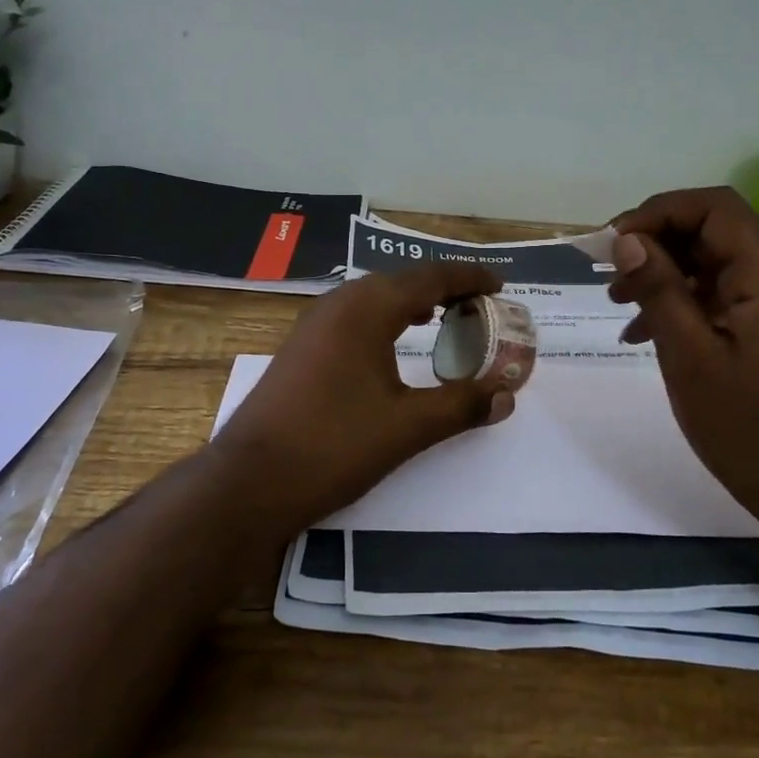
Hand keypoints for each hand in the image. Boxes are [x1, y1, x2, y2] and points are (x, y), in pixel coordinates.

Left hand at [211, 264, 518, 531]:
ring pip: (374, 298)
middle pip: (401, 281)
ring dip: (412, 302)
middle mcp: (339, 304)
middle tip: (479, 306)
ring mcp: (314, 325)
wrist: (251, 480)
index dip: (469, 277)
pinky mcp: (301, 348)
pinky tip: (393, 344)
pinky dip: (386, 319)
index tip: (500, 286)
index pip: (430, 277)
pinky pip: (354, 317)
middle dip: (443, 288)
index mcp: (367, 309)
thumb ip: (461, 405)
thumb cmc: (334, 446)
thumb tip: (507, 395)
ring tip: (444, 317)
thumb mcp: (408, 427)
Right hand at [608, 187, 758, 526]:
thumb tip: (626, 240)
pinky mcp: (755, 331)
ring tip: (615, 300)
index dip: (659, 212)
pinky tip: (637, 333)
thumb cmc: (748, 426)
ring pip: (705, 263)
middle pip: (708, 230)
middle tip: (606, 269)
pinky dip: (672, 303)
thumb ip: (660, 292)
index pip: (712, 208)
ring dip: (658, 271)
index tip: (613, 242)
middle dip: (654, 240)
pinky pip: (709, 297)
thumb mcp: (691, 357)